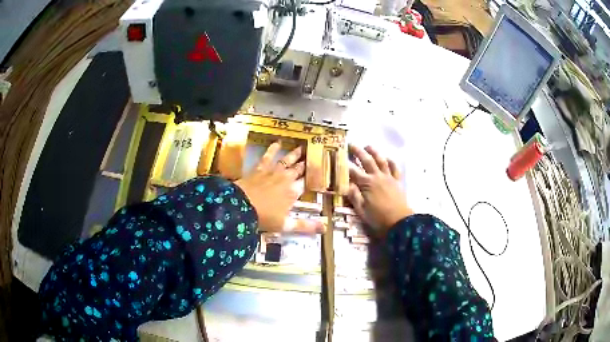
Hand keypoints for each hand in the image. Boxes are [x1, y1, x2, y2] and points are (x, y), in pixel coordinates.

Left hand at [235, 142, 323, 233]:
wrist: (240, 207)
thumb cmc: (264, 218)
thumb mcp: (286, 225)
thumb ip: (305, 226)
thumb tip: (325, 228)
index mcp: (293, 192)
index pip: (306, 183)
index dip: (314, 177)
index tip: (321, 172)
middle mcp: (286, 179)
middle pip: (299, 170)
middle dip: (306, 164)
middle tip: (314, 155)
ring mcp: (272, 172)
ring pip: (287, 161)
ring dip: (295, 154)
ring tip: (302, 147)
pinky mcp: (260, 169)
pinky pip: (267, 157)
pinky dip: (272, 150)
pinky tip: (277, 143)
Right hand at [348, 145, 412, 238]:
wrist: (400, 222)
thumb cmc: (379, 218)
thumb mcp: (362, 211)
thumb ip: (354, 196)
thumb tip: (346, 184)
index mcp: (367, 184)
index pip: (353, 171)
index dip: (345, 163)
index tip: (338, 156)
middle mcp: (377, 177)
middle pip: (366, 160)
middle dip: (358, 151)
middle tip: (351, 144)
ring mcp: (389, 178)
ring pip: (381, 160)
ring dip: (374, 152)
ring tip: (368, 146)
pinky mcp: (398, 181)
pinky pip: (395, 168)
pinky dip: (391, 161)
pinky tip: (387, 158)